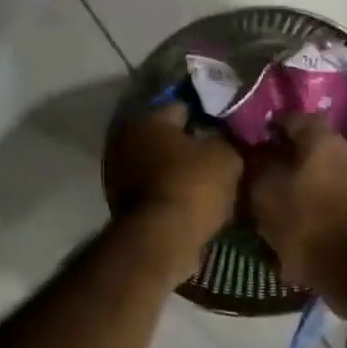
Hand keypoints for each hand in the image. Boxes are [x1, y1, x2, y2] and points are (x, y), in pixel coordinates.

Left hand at [104, 103, 243, 253]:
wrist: (160, 240)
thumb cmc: (192, 186)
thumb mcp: (226, 156)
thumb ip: (227, 140)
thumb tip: (226, 138)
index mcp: (148, 118)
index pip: (184, 107)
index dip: (209, 117)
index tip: (228, 130)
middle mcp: (125, 139)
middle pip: (167, 137)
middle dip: (191, 144)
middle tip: (220, 155)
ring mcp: (118, 174)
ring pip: (160, 164)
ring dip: (179, 170)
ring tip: (210, 182)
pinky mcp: (121, 203)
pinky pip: (155, 189)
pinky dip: (170, 192)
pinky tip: (194, 201)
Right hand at [247, 112, 346, 293]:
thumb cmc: (305, 222)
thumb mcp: (264, 192)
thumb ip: (256, 165)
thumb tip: (253, 153)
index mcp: (322, 138)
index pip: (291, 118)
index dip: (267, 130)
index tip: (250, 146)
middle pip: (310, 146)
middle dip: (287, 157)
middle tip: (262, 175)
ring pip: (324, 171)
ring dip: (304, 182)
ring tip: (280, 201)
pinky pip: (336, 195)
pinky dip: (318, 202)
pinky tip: (302, 221)